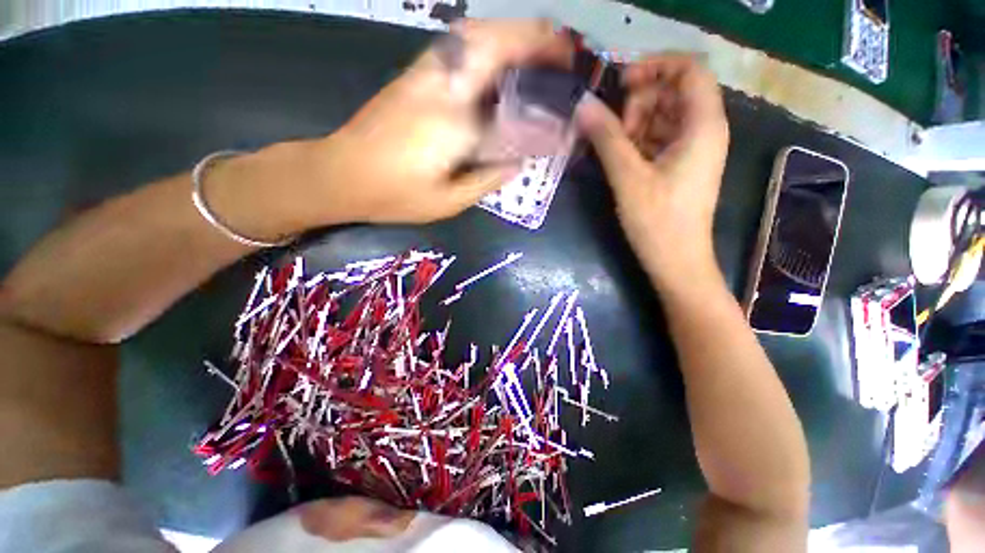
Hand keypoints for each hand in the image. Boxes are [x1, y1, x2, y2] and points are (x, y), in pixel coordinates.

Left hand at [301, 19, 572, 224]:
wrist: (341, 173)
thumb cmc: (394, 195)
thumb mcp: (447, 202)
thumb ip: (486, 180)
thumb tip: (517, 162)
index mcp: (454, 125)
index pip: (514, 113)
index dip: (545, 113)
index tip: (568, 111)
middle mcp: (443, 86)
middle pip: (496, 43)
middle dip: (537, 40)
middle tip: (566, 54)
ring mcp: (426, 73)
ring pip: (478, 35)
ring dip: (515, 34)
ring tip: (542, 52)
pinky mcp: (415, 73)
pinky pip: (461, 46)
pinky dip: (491, 42)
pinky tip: (503, 59)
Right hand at [575, 54, 728, 284]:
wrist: (676, 261)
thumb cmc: (657, 221)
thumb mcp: (628, 177)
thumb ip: (606, 137)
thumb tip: (583, 104)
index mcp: (703, 125)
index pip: (689, 69)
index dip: (655, 66)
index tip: (620, 83)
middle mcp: (704, 130)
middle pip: (673, 92)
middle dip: (640, 101)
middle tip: (615, 130)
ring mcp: (692, 149)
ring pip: (664, 116)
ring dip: (635, 125)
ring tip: (615, 150)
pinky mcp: (680, 165)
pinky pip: (659, 139)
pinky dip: (638, 141)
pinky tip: (620, 159)